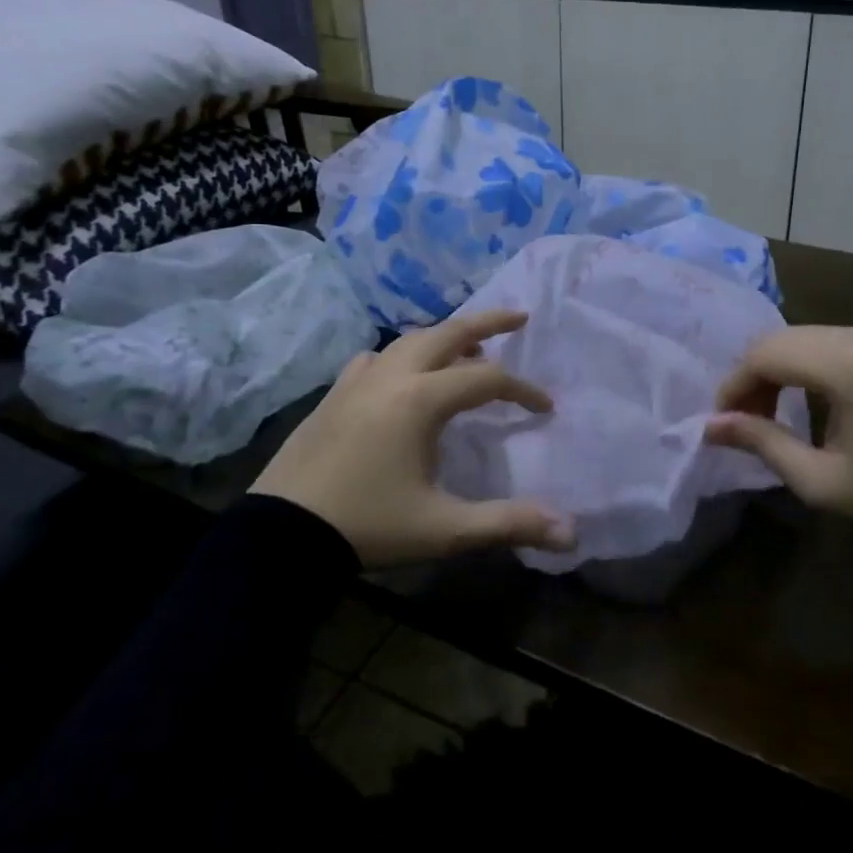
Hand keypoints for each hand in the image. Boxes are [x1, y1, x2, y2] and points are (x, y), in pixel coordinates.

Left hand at [252, 309, 574, 567]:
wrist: (281, 535)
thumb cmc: (368, 526)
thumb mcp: (444, 528)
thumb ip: (508, 524)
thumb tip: (571, 533)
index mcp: (420, 399)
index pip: (487, 379)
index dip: (523, 390)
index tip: (546, 409)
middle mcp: (391, 376)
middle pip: (448, 333)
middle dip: (488, 322)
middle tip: (519, 317)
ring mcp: (357, 381)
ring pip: (410, 341)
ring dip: (445, 338)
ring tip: (468, 349)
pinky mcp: (334, 395)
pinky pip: (376, 358)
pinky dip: (402, 355)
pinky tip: (402, 374)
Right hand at [705, 325, 852, 525]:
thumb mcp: (820, 479)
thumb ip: (762, 443)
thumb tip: (711, 426)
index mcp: (843, 365)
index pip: (764, 356)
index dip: (734, 386)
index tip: (722, 421)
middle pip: (778, 341)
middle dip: (751, 376)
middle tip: (745, 419)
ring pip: (800, 337)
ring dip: (775, 368)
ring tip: (771, 412)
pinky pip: (826, 342)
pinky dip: (802, 363)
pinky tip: (803, 397)